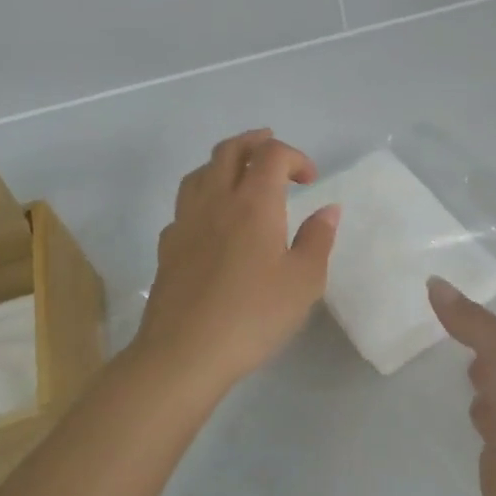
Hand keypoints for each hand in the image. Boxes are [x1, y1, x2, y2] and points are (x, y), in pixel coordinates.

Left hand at [131, 130, 339, 399]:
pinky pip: (185, 204)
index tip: (311, 180)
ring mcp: (186, 222)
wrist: (184, 353)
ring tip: (241, 175)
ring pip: (201, 172)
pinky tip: (213, 220)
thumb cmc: (253, 315)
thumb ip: (317, 239)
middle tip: (273, 149)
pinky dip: (204, 197)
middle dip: (255, 143)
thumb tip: (327, 209)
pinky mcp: (168, 246)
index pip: (272, 155)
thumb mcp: (303, 281)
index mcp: (254, 203)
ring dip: (225, 163)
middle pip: (230, 150)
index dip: (295, 157)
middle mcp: (216, 201)